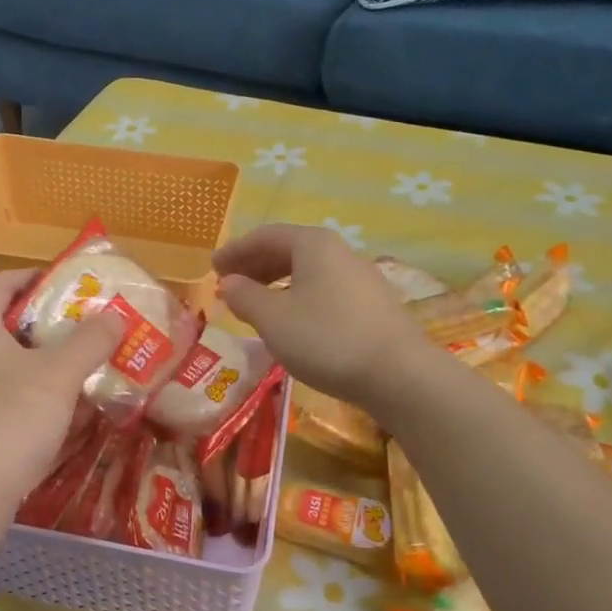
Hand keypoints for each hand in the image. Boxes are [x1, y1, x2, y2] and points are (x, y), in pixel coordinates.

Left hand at [0, 268, 124, 517]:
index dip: (37, 278)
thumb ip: (90, 340)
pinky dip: (31, 389)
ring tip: (82, 362)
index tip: (73, 285)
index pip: (2, 282)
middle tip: (87, 325)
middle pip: (6, 320)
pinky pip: (2, 390)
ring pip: (6, 358)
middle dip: (48, 321)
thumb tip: (115, 316)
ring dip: (43, 358)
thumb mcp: (59, 374)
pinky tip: (62, 405)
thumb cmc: (12, 418)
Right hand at [214, 224, 424, 408]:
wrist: (399, 374)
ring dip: (277, 283)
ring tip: (257, 304)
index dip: (235, 250)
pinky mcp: (374, 304)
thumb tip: (229, 283)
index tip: (213, 268)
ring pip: (309, 271)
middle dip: (255, 265)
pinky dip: (300, 297)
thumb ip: (245, 296)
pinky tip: (294, 321)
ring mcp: (361, 277)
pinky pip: (326, 289)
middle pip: (289, 250)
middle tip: (230, 285)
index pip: (265, 236)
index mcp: (313, 244)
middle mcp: (340, 251)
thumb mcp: (273, 319)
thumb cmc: (326, 339)